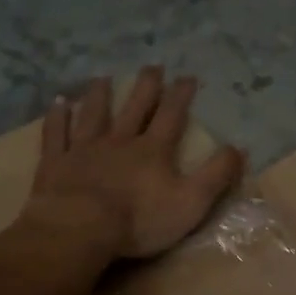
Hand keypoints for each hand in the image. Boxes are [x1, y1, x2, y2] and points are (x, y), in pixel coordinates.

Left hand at [26, 69, 245, 259]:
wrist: (80, 228)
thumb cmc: (140, 219)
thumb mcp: (191, 202)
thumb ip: (216, 175)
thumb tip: (239, 148)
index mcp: (153, 151)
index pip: (171, 117)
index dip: (181, 96)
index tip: (187, 77)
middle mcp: (119, 141)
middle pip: (134, 108)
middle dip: (146, 87)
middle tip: (152, 67)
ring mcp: (85, 150)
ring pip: (94, 115)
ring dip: (100, 96)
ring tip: (103, 78)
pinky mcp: (56, 163)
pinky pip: (57, 135)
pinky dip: (57, 118)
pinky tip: (58, 103)